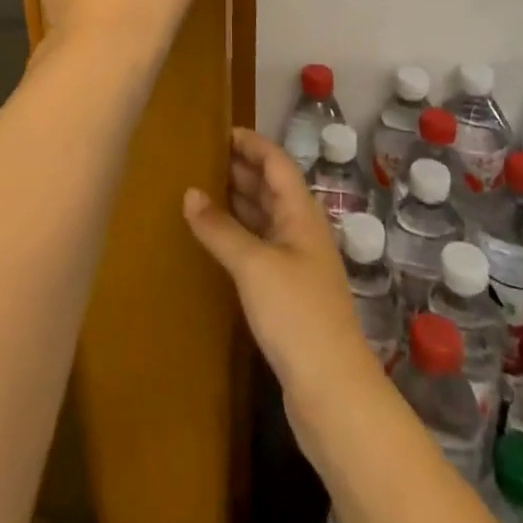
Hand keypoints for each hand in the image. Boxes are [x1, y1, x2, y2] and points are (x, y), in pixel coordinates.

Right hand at [183, 129, 381, 417]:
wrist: (333, 392)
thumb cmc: (297, 315)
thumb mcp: (254, 265)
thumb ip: (220, 228)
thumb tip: (189, 192)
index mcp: (301, 213)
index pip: (277, 162)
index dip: (251, 143)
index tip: (219, 131)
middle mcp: (302, 231)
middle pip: (271, 187)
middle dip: (240, 169)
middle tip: (199, 158)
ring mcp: (298, 264)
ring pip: (265, 218)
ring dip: (237, 201)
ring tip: (199, 190)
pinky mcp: (289, 294)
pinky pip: (260, 248)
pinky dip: (238, 235)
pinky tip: (215, 240)